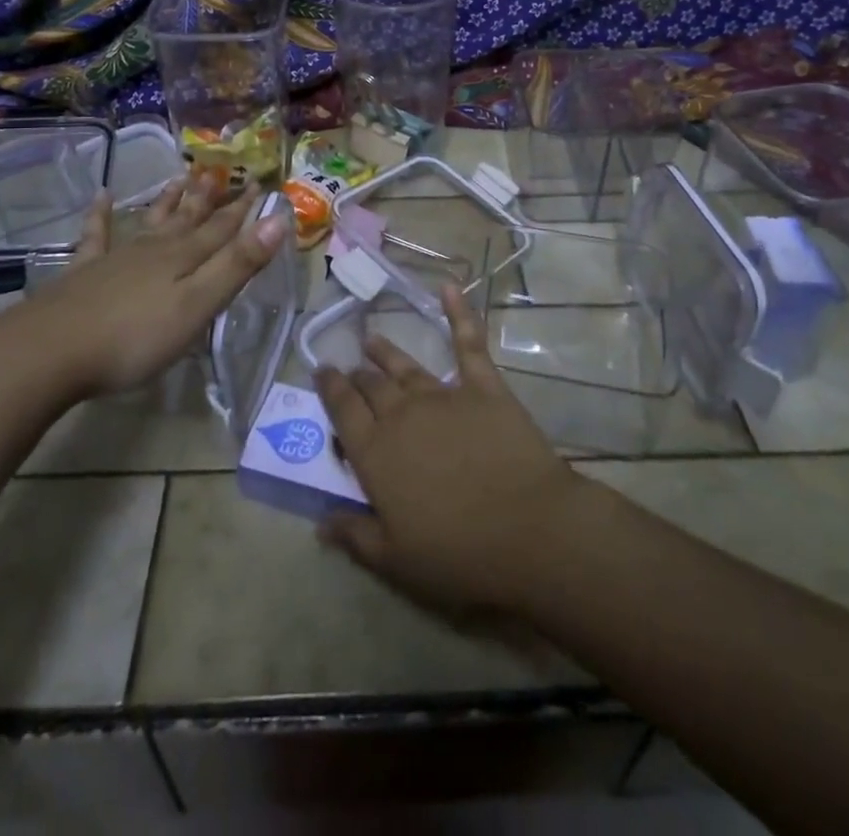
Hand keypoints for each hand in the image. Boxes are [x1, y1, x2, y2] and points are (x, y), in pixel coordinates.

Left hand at [0, 173, 286, 399]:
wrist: (51, 351)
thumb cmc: (134, 337)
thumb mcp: (198, 305)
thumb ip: (237, 265)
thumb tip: (278, 220)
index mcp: (184, 259)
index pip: (222, 228)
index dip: (243, 209)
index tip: (259, 184)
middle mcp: (154, 250)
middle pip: (188, 220)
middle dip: (209, 199)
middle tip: (221, 172)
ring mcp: (116, 258)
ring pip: (150, 222)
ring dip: (168, 201)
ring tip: (180, 177)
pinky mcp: (84, 273)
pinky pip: (96, 235)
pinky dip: (100, 215)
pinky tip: (101, 196)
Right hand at [315, 283, 586, 615]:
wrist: (529, 531)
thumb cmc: (459, 553)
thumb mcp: (396, 560)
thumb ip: (354, 534)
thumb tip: (319, 520)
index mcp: (376, 453)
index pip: (344, 411)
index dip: (330, 389)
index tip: (321, 372)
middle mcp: (403, 415)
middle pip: (372, 386)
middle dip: (356, 374)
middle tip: (349, 366)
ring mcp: (444, 395)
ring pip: (406, 366)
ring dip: (386, 352)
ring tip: (372, 339)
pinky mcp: (483, 387)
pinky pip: (468, 343)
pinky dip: (459, 313)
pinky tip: (449, 288)